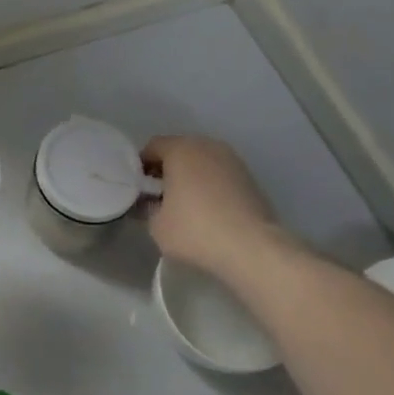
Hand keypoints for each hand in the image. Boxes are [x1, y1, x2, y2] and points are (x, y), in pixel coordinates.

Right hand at [141, 135, 285, 278]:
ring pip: (202, 162)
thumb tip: (149, 203)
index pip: (152, 147)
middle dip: (167, 170)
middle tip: (160, 197)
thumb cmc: (196, 230)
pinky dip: (211, 186)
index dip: (141, 167)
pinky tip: (210, 211)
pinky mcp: (250, 178)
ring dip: (191, 177)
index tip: (140, 190)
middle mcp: (207, 145)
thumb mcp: (156, 225)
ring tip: (187, 206)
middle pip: (179, 151)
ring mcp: (232, 160)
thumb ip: (147, 207)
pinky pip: (220, 175)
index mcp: (180, 149)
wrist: (253, 248)